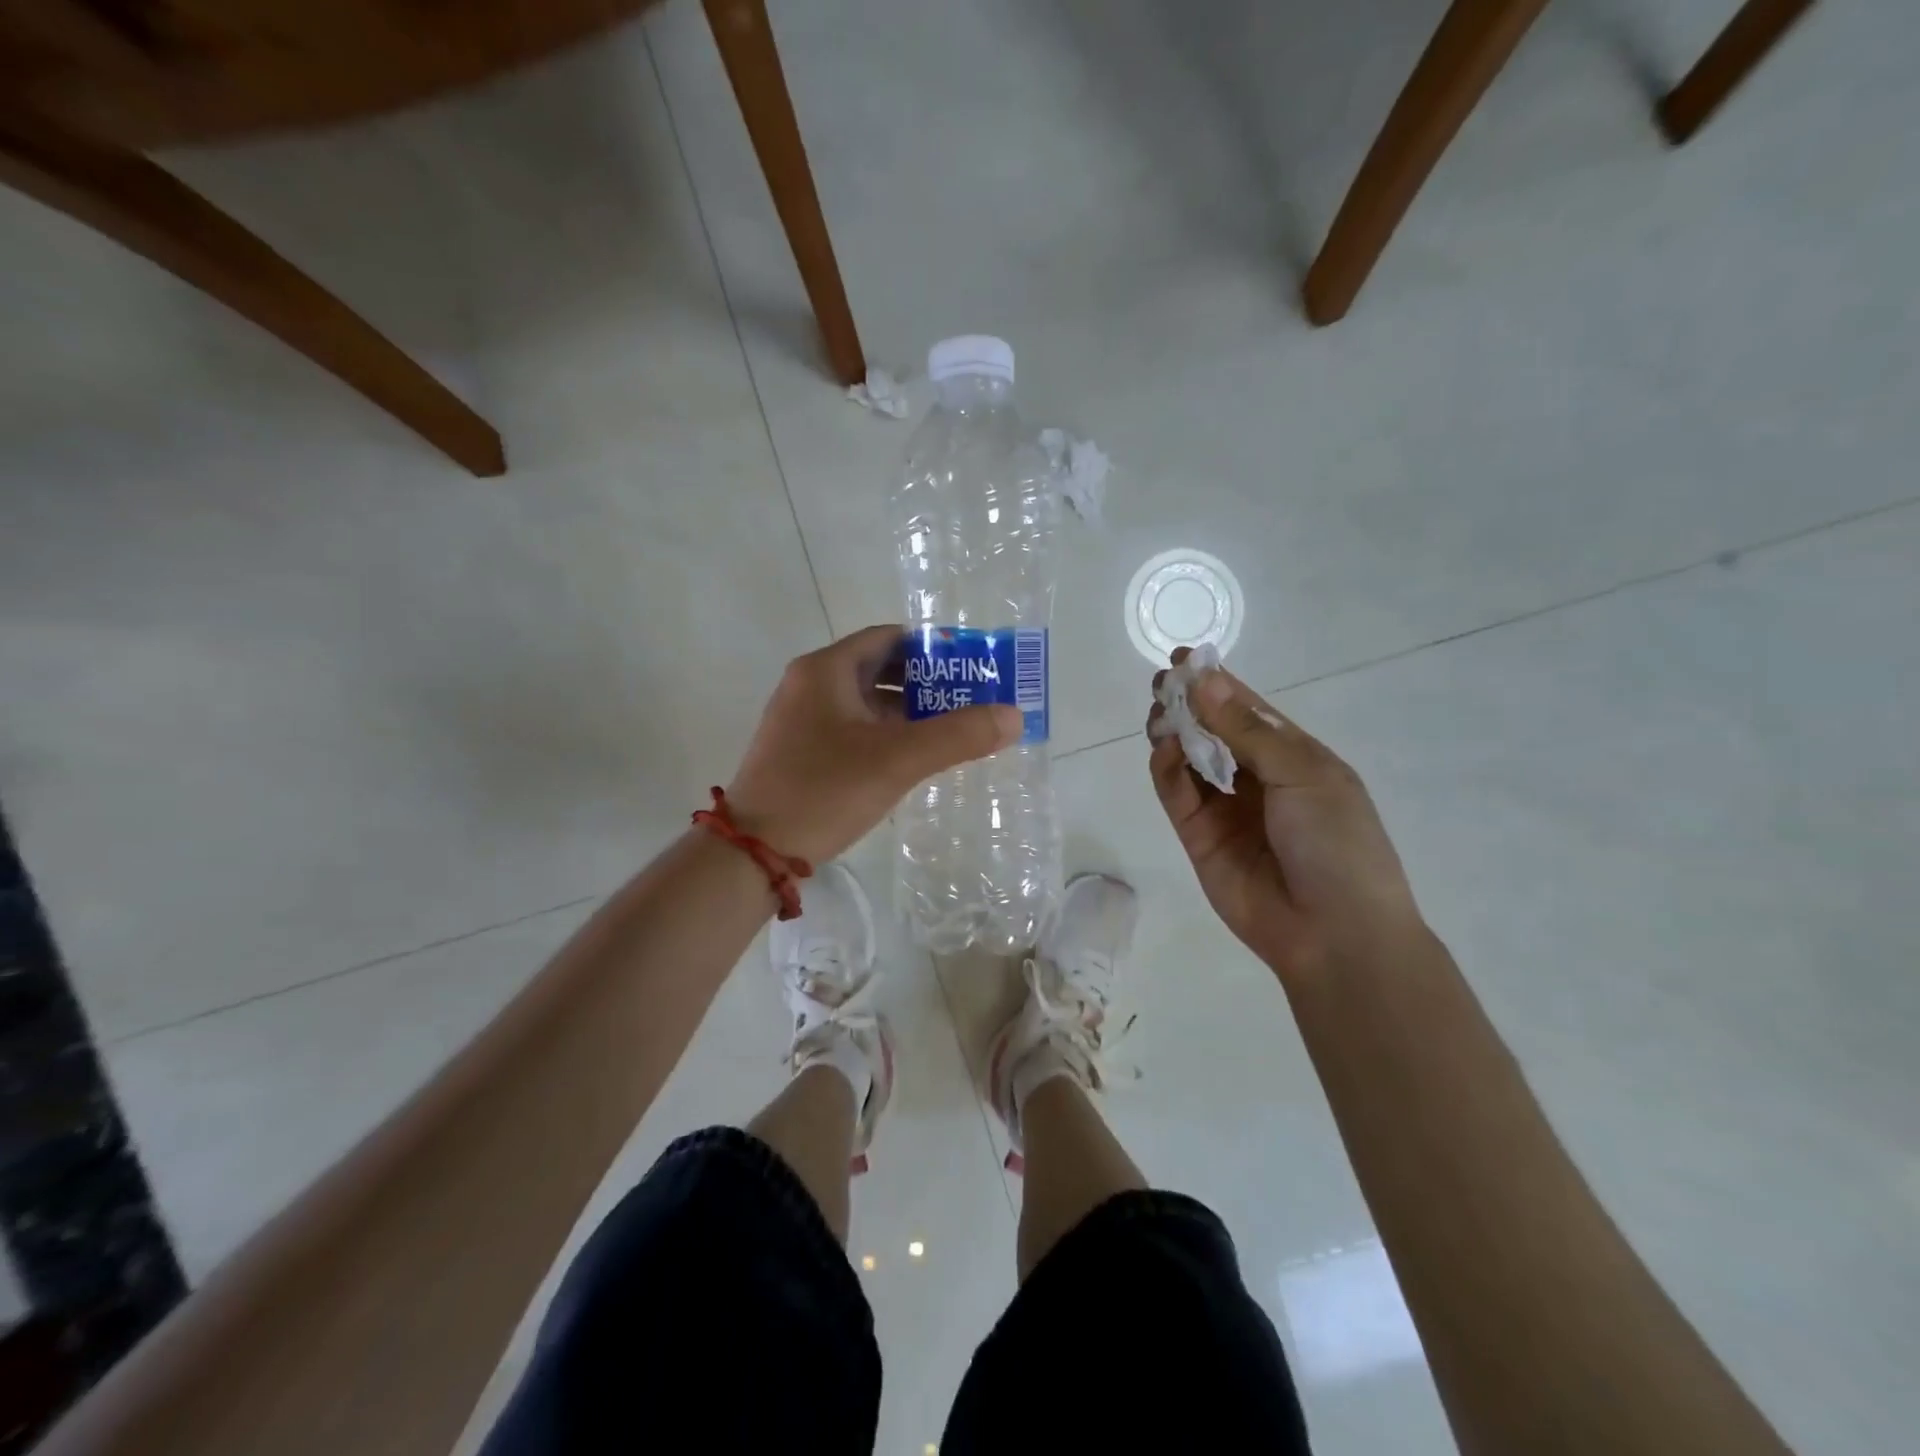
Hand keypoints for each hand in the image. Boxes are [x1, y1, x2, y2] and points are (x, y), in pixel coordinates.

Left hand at [726, 624, 1022, 864]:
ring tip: (952, 729)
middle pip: (878, 668)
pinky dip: (885, 733)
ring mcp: (801, 720)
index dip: (932, 647)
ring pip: (866, 701)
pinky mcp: (800, 751)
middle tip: (970, 699)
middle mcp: (810, 685)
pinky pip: (853, 728)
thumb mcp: (898, 760)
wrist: (753, 852)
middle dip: (926, 681)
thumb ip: (959, 736)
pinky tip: (912, 757)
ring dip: (908, 710)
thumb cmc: (824, 791)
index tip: (971, 664)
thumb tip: (1014, 716)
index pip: (888, 638)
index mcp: (826, 670)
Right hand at [1147, 649, 1427, 985]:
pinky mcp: (1197, 835)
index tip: (1184, 658)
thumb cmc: (1336, 843)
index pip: (1246, 709)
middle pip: (1211, 730)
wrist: (1334, 932)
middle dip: (1187, 704)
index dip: (1217, 682)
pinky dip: (1166, 769)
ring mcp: (1224, 807)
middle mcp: (1255, 776)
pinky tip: (1165, 750)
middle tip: (1163, 686)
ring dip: (1172, 732)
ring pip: (1187, 758)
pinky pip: (1175, 793)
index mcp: (1292, 756)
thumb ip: (1246, 730)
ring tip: (1160, 714)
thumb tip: (1204, 679)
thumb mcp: (1303, 774)